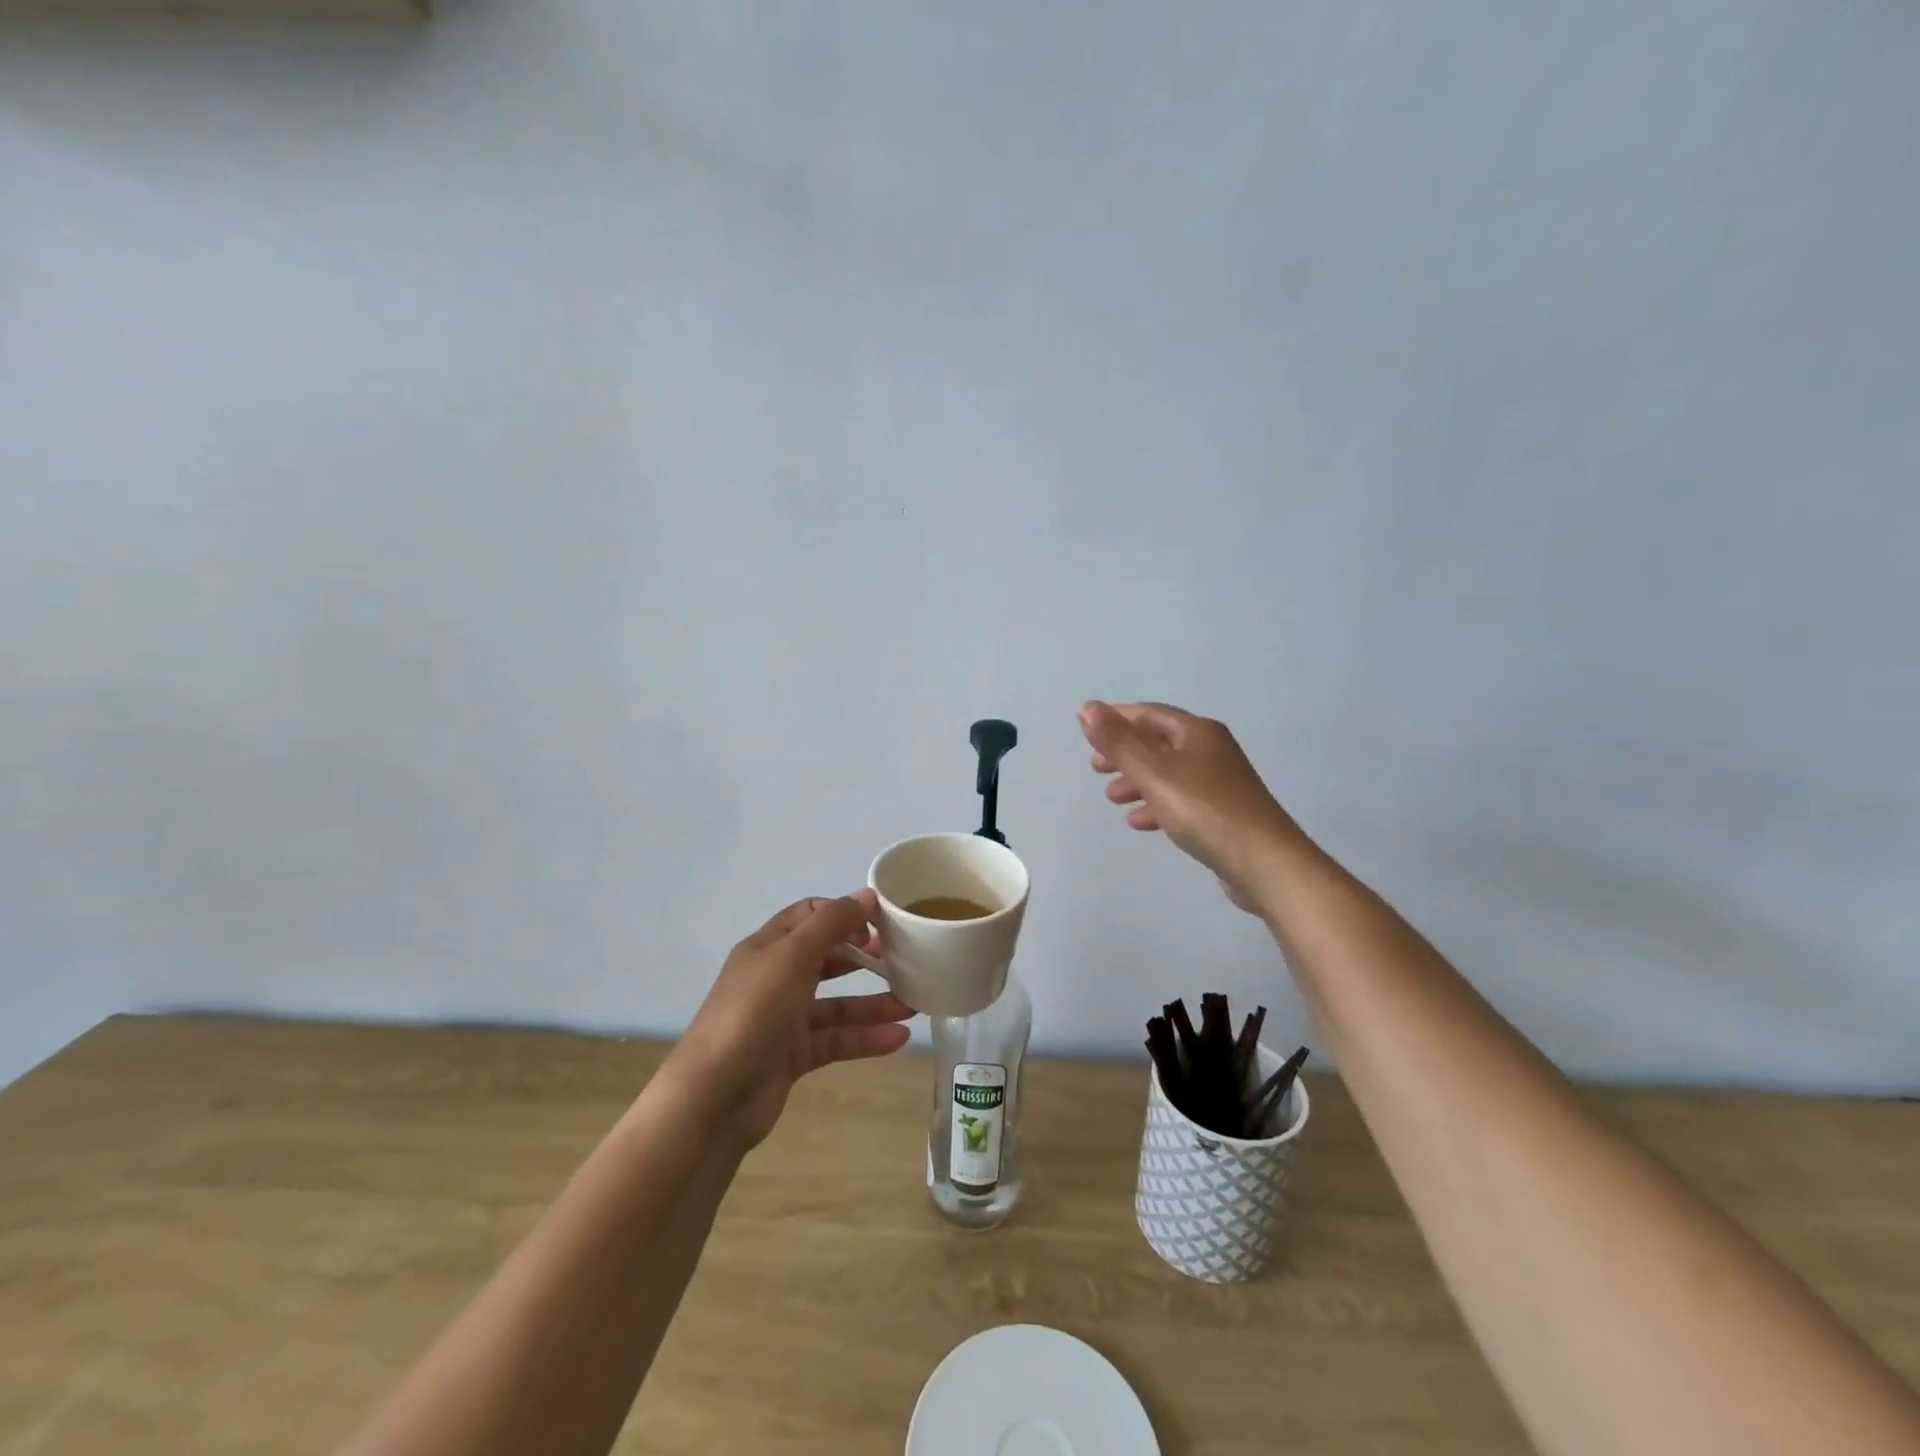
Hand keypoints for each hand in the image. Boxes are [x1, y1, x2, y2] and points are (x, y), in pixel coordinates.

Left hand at [669, 890, 913, 1149]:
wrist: (713, 1097)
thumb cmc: (753, 1012)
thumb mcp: (793, 957)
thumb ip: (831, 924)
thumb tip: (866, 894)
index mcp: (768, 947)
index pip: (809, 916)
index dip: (844, 914)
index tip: (880, 923)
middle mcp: (775, 978)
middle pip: (826, 958)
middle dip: (864, 957)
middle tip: (904, 959)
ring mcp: (783, 1020)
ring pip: (836, 1004)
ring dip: (874, 1003)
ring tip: (914, 1005)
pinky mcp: (792, 1056)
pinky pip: (836, 1040)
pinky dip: (865, 1038)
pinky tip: (899, 1038)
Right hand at [1080, 701, 1303, 912]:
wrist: (1264, 862)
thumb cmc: (1204, 810)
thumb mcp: (1153, 773)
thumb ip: (1118, 742)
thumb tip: (1087, 707)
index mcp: (1197, 732)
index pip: (1150, 714)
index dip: (1117, 718)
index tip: (1088, 731)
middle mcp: (1211, 749)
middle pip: (1159, 742)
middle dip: (1125, 753)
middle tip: (1096, 769)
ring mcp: (1220, 782)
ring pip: (1168, 773)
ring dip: (1137, 781)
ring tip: (1112, 799)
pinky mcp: (1223, 812)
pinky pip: (1181, 799)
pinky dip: (1157, 805)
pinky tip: (1139, 823)